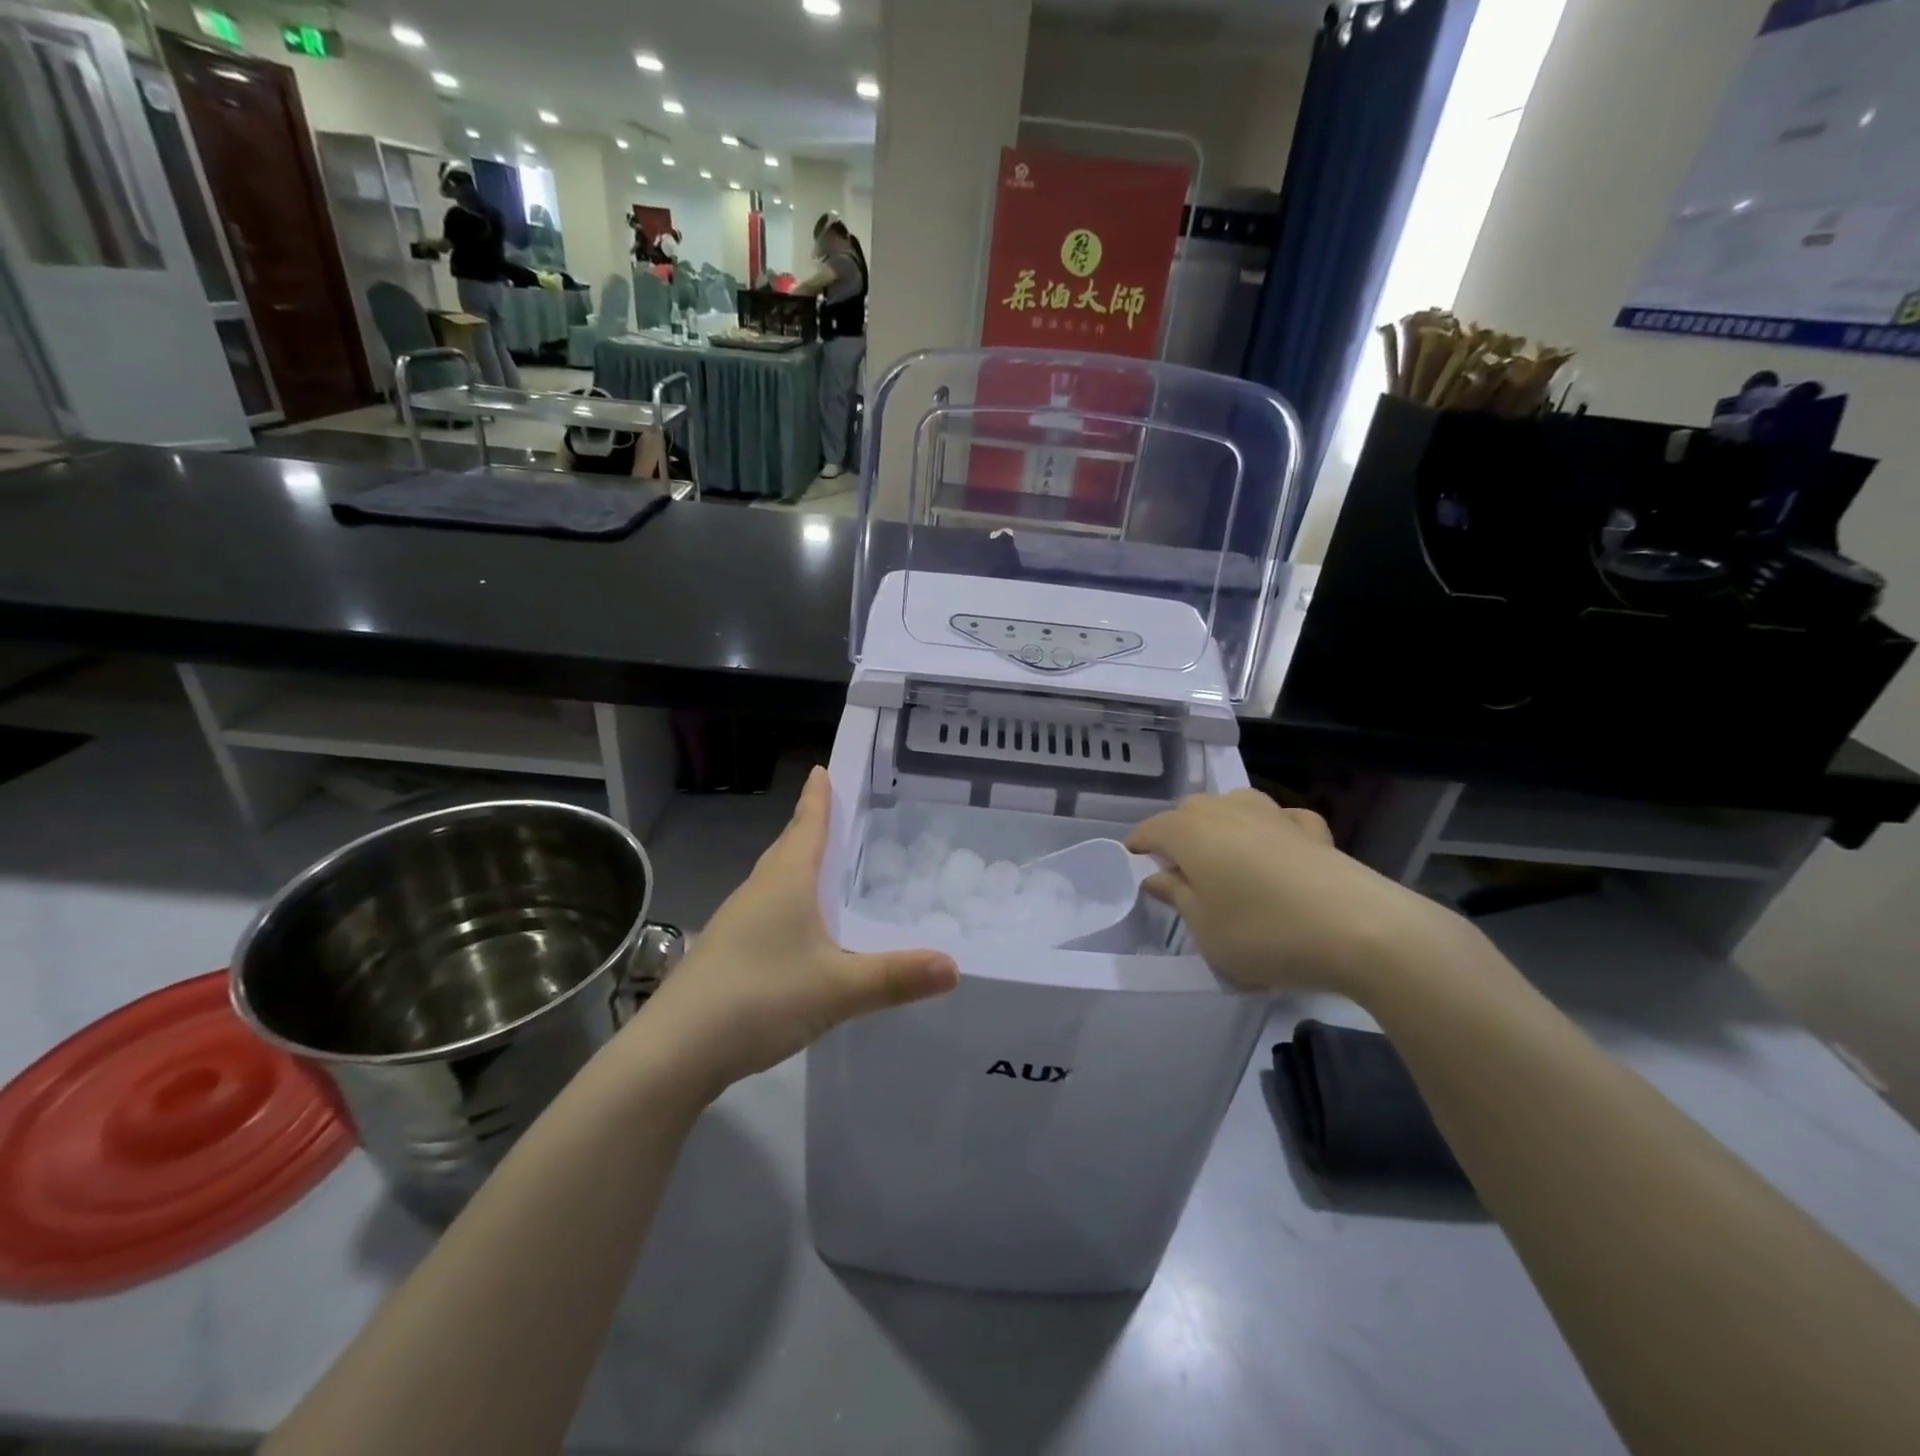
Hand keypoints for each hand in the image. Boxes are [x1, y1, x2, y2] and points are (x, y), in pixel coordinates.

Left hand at [627, 767, 958, 1097]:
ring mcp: (736, 922)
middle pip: (788, 847)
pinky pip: (766, 911)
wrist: (675, 1051)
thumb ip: (895, 977)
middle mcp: (758, 891)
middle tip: (838, 814)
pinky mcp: (725, 952)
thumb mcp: (838, 988)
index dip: (818, 797)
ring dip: (798, 867)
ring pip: (774, 881)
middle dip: (811, 828)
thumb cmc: (760, 997)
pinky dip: (789, 904)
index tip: (821, 768)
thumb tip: (955, 967)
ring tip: (826, 868)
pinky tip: (800, 931)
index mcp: (786, 881)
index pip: (807, 825)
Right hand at [1127, 790, 1461, 998]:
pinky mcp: (1312, 829)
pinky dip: (1270, 830)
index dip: (1138, 846)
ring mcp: (1273, 814)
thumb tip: (1157, 876)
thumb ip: (1176, 896)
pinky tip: (1278, 850)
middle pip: (1190, 812)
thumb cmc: (1263, 931)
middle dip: (1178, 835)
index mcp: (1191, 831)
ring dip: (1221, 826)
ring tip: (1224, 857)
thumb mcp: (1204, 927)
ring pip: (1233, 806)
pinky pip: (1279, 820)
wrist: (1360, 929)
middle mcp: (1227, 810)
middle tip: (1179, 872)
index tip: (1133, 864)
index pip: (1152, 829)